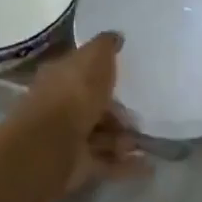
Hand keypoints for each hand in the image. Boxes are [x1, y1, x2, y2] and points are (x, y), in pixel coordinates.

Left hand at [18, 33, 146, 194]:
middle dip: (117, 112)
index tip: (127, 76)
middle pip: (92, 106)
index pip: (81, 71)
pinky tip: (148, 166)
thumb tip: (116, 36)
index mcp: (60, 77)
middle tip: (138, 115)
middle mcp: (61, 105)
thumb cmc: (74, 94)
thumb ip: (106, 46)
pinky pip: (106, 162)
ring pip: (101, 135)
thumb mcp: (94, 58)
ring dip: (123, 139)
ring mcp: (68, 137)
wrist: (53, 143)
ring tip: (142, 142)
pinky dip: (126, 165)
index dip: (102, 73)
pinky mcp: (77, 165)